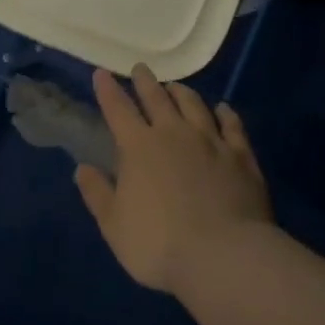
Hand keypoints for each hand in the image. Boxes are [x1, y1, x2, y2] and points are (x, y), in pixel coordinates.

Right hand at [74, 64, 272, 293]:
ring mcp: (211, 141)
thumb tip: (83, 168)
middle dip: (145, 82)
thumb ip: (97, 194)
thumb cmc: (159, 244)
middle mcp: (173, 133)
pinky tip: (223, 109)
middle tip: (141, 69)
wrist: (224, 256)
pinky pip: (232, 126)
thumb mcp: (114, 225)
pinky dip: (225, 114)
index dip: (108, 90)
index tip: (101, 73)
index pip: (118, 109)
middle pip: (157, 98)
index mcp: (138, 147)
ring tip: (175, 86)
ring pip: (194, 105)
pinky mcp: (241, 156)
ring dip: (182, 92)